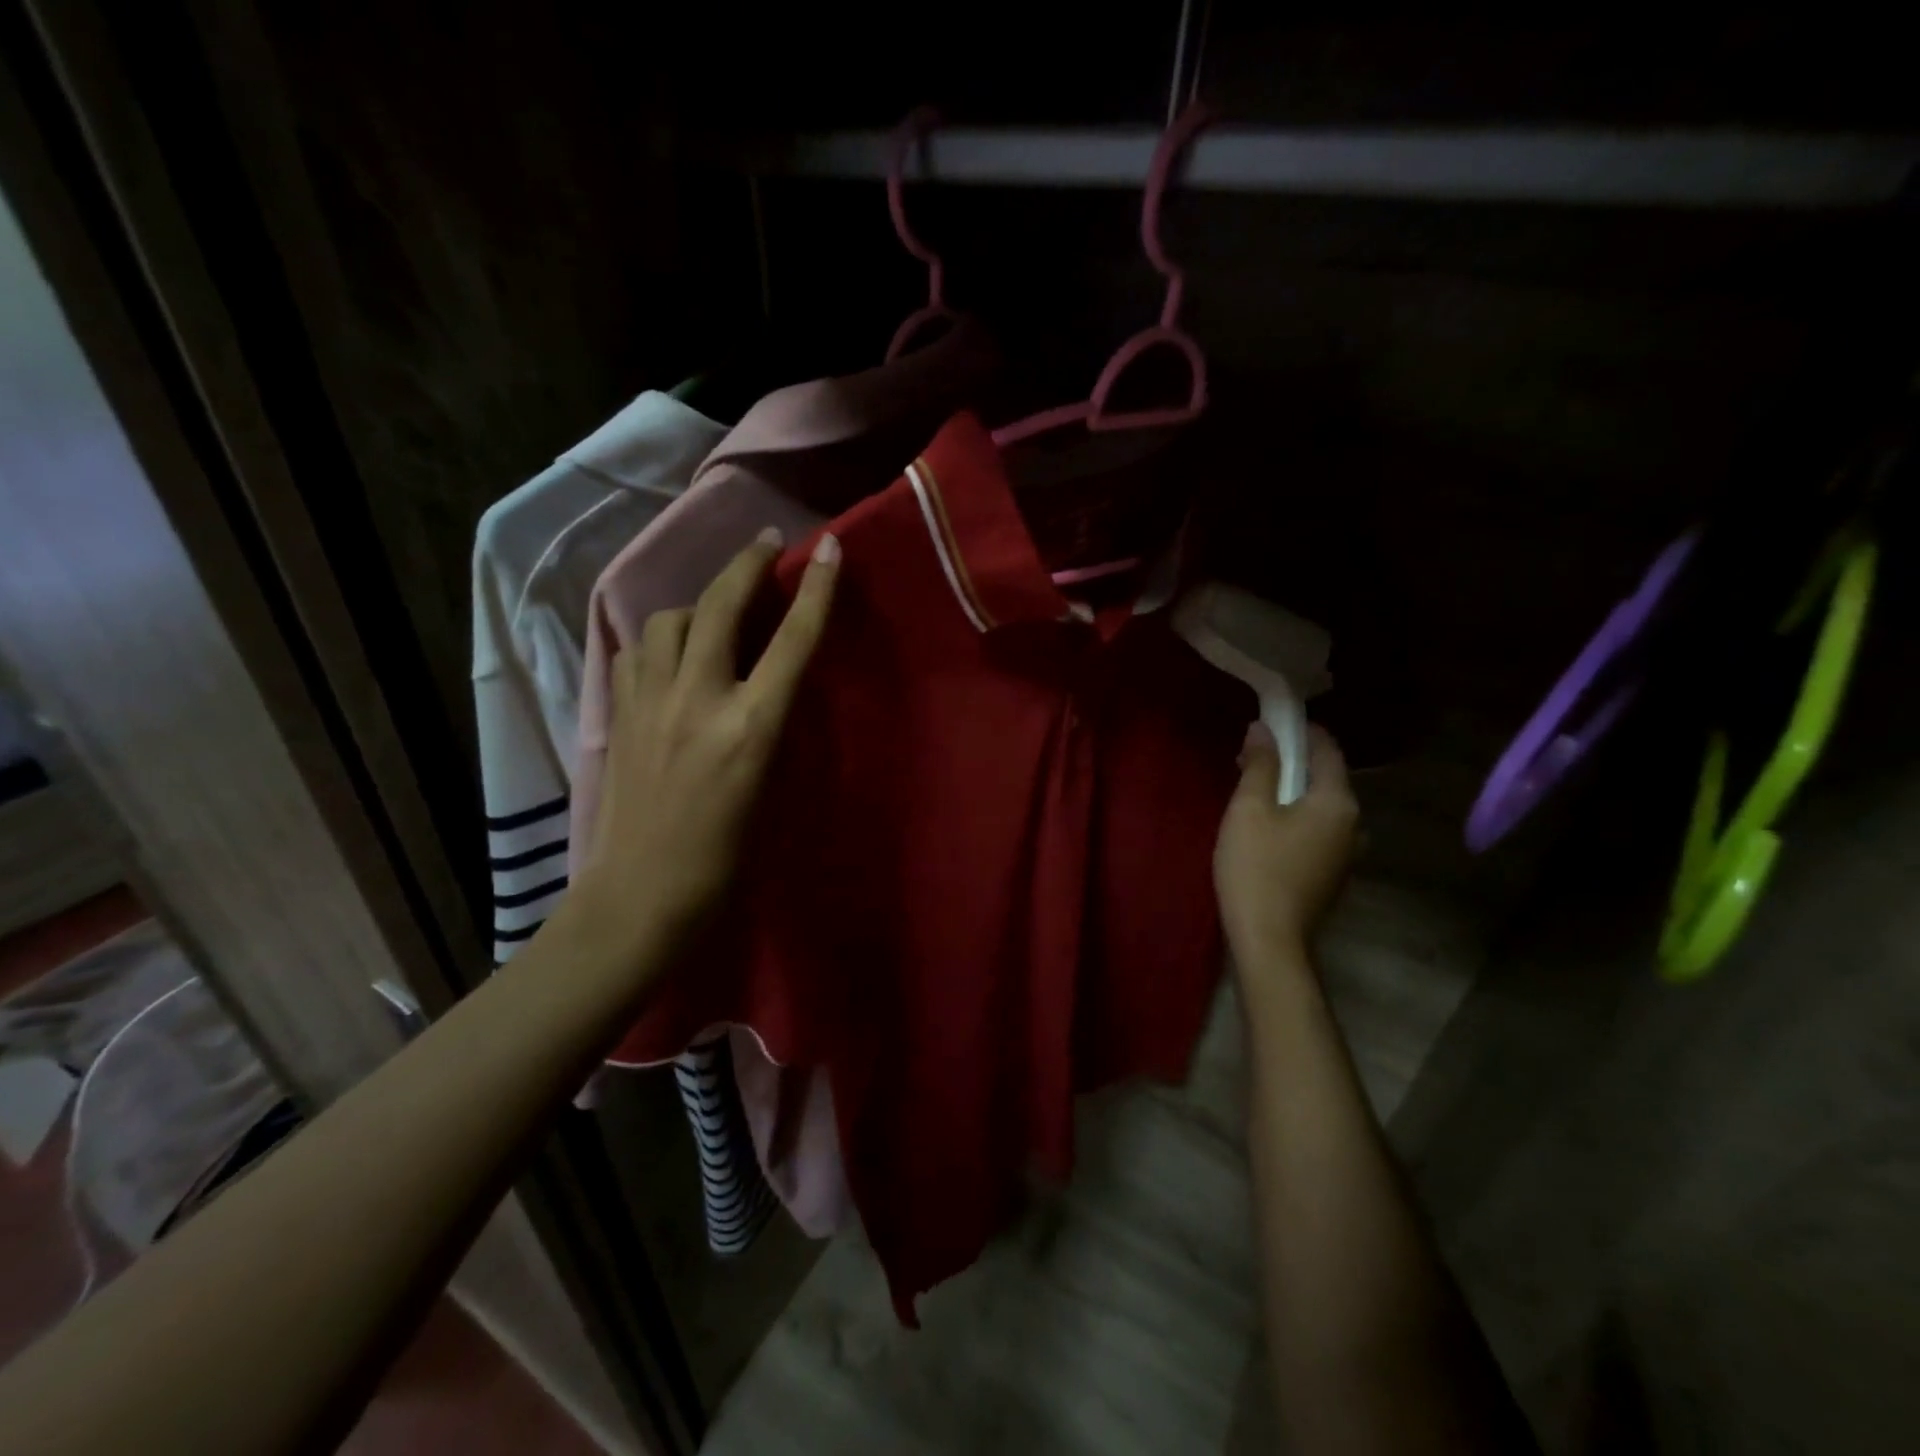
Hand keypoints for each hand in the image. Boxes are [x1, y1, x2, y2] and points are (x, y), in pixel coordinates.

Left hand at [570, 528, 840, 958]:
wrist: (642, 895)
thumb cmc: (726, 858)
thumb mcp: (770, 786)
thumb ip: (771, 724)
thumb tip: (773, 681)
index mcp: (752, 728)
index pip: (792, 642)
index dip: (816, 590)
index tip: (828, 549)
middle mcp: (700, 701)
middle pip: (722, 606)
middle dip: (747, 564)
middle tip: (766, 544)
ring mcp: (651, 703)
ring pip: (669, 620)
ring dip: (697, 607)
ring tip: (712, 618)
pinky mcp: (619, 715)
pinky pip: (636, 652)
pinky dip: (658, 642)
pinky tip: (668, 658)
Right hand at [1214, 722, 1359, 963]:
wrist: (1270, 940)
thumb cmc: (1256, 867)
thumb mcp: (1249, 809)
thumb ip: (1260, 765)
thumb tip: (1263, 729)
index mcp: (1339, 802)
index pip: (1328, 750)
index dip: (1302, 731)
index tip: (1272, 723)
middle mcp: (1354, 824)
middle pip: (1326, 779)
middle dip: (1292, 763)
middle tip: (1252, 758)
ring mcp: (1348, 854)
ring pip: (1321, 807)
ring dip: (1293, 792)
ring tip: (1256, 791)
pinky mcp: (1333, 875)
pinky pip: (1318, 831)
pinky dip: (1297, 818)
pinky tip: (1268, 826)